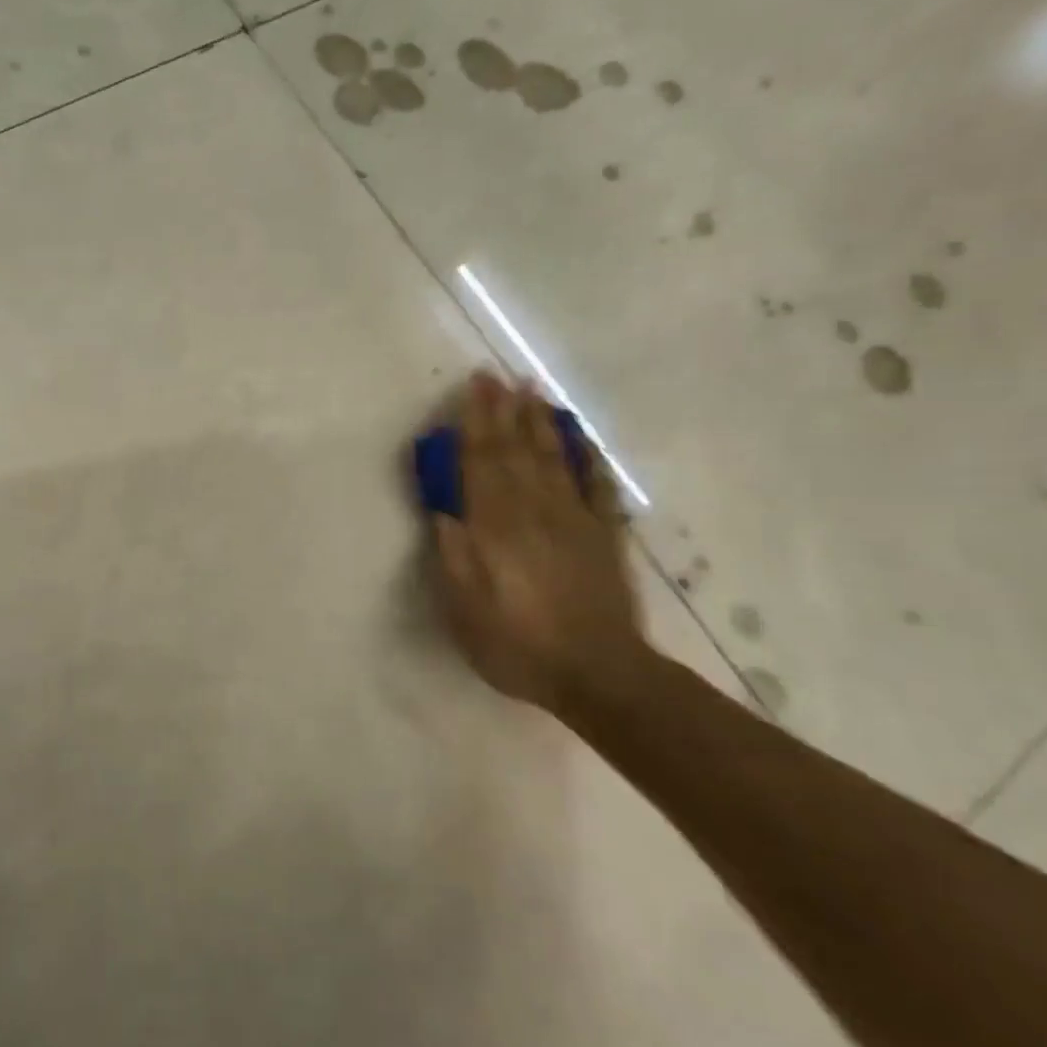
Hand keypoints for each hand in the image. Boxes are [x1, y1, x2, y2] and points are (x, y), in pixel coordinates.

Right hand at [430, 372, 651, 717]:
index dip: (475, 423)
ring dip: (541, 422)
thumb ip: (451, 553)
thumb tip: (443, 508)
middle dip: (504, 410)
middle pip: (516, 449)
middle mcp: (534, 509)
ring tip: (534, 391)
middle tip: (499, 375)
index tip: (473, 387)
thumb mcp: (463, 607)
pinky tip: (581, 438)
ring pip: (554, 457)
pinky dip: (587, 457)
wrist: (596, 670)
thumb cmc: (516, 642)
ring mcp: (574, 518)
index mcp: (495, 525)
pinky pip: (596, 484)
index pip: (481, 462)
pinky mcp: (604, 534)